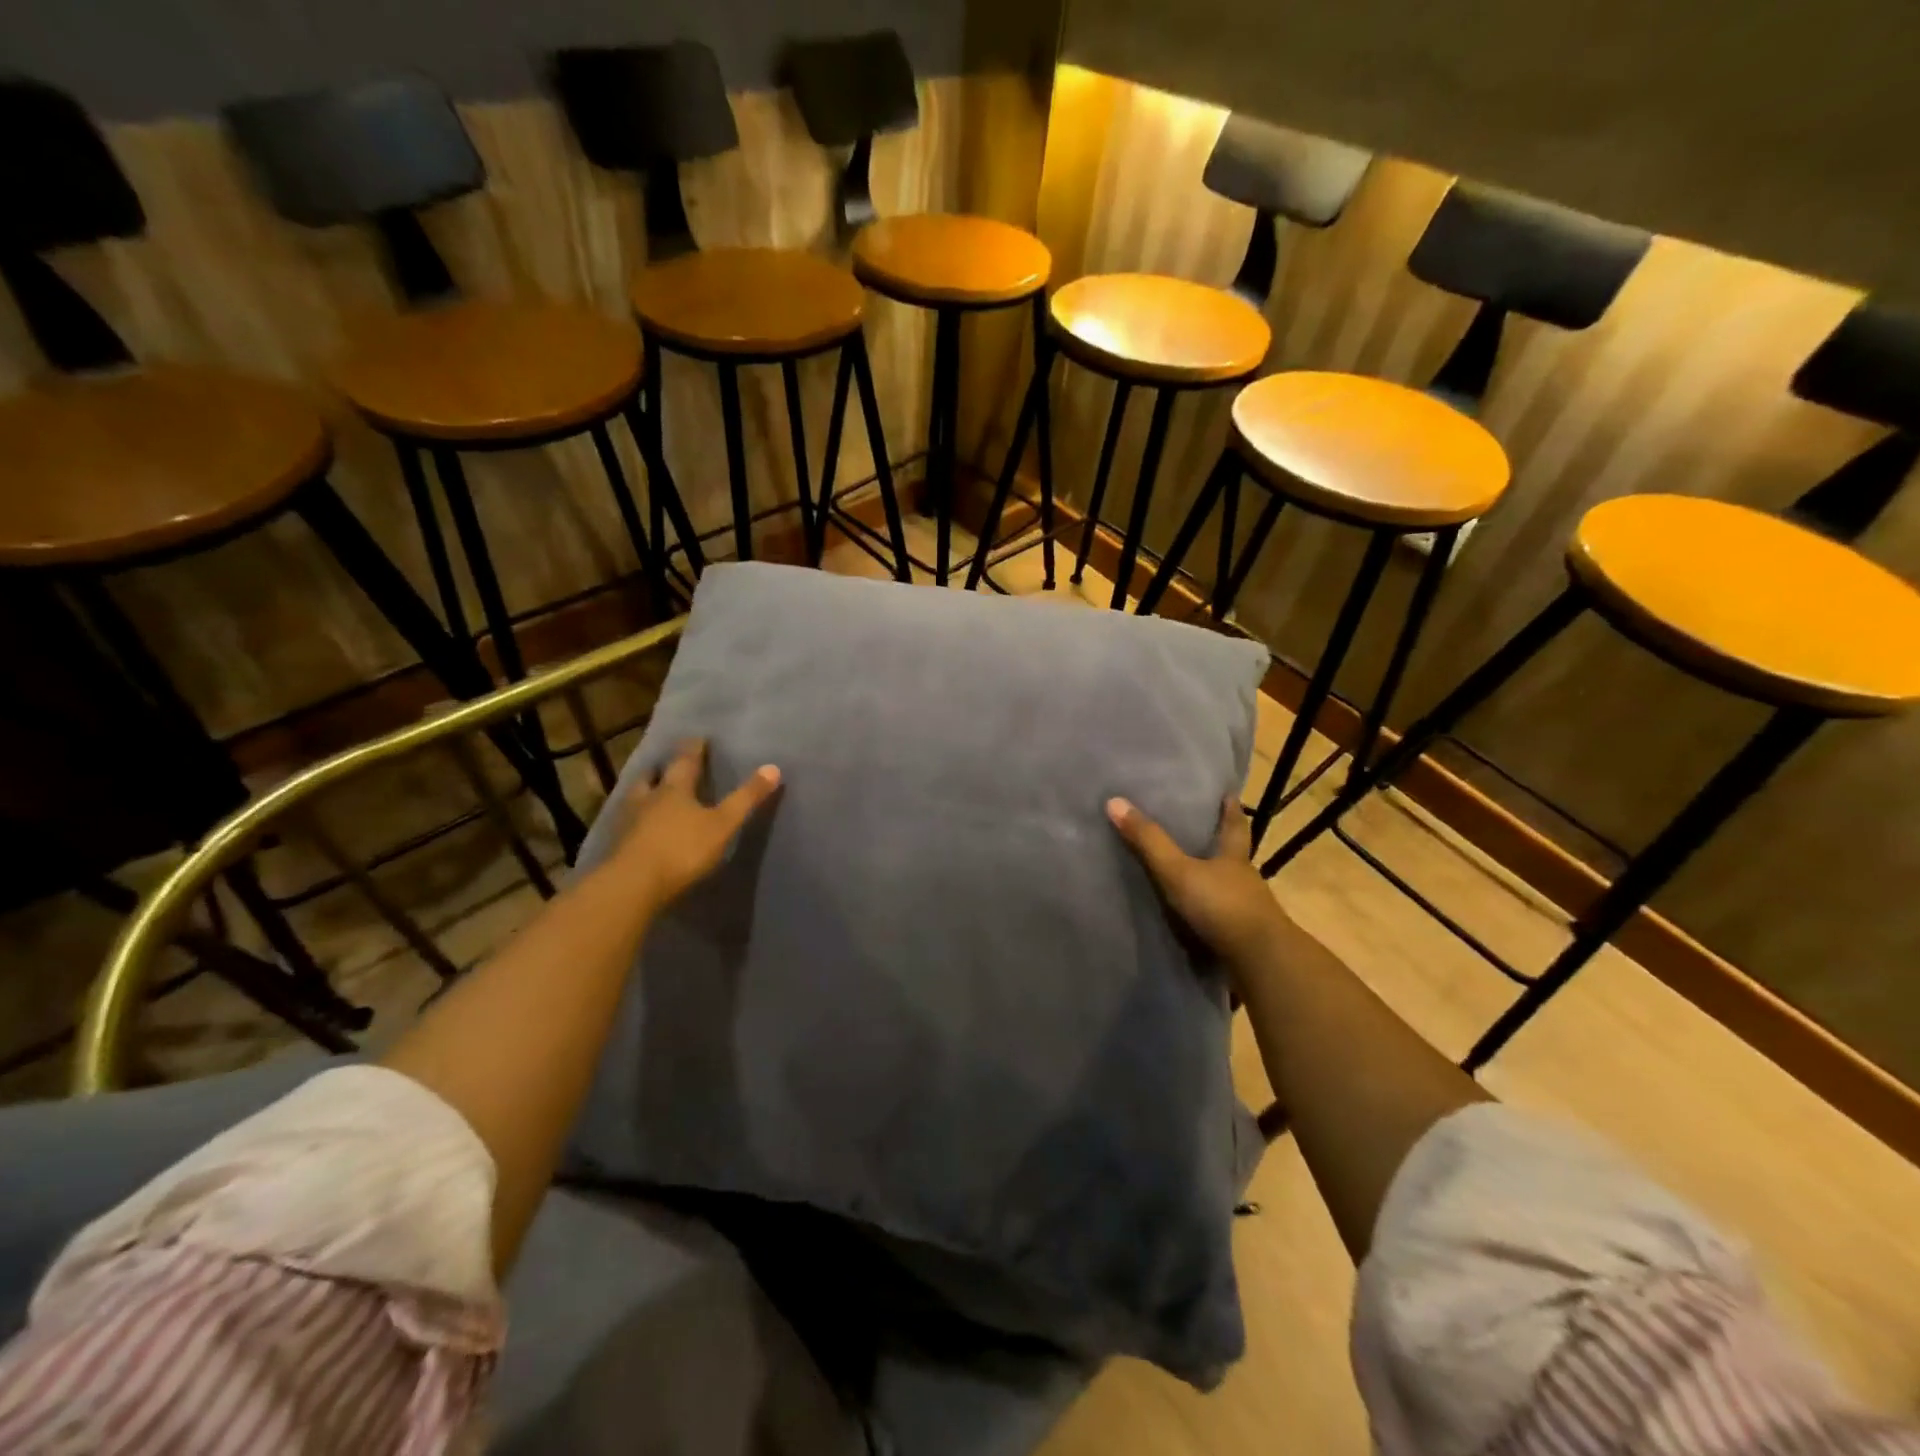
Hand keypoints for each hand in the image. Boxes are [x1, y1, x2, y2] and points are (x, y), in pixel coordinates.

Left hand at [610, 740, 781, 913]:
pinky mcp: (618, 846)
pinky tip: (638, 827)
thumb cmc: (682, 849)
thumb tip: (773, 767)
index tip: (698, 738)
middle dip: (661, 769)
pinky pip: (627, 824)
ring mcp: (628, 822)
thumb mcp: (723, 824)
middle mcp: (648, 799)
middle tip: (665, 764)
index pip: (685, 762)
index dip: (693, 749)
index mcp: (674, 790)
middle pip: (652, 777)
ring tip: (650, 792)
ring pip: (635, 798)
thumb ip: (746, 798)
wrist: (632, 886)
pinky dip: (634, 820)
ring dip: (643, 792)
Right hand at [1108, 795, 1289, 973]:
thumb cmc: (1221, 906)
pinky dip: (1210, 915)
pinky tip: (1195, 918)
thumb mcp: (1178, 871)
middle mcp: (1244, 880)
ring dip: (1215, 882)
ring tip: (1191, 876)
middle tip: (1202, 831)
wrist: (1259, 962)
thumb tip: (1114, 801)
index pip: (1235, 825)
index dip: (1231, 809)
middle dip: (1221, 844)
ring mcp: (1247, 911)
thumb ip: (1149, 841)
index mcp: (1234, 857)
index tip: (1229, 793)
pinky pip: (1223, 919)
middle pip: (1234, 856)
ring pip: (1229, 888)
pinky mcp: (1242, 939)